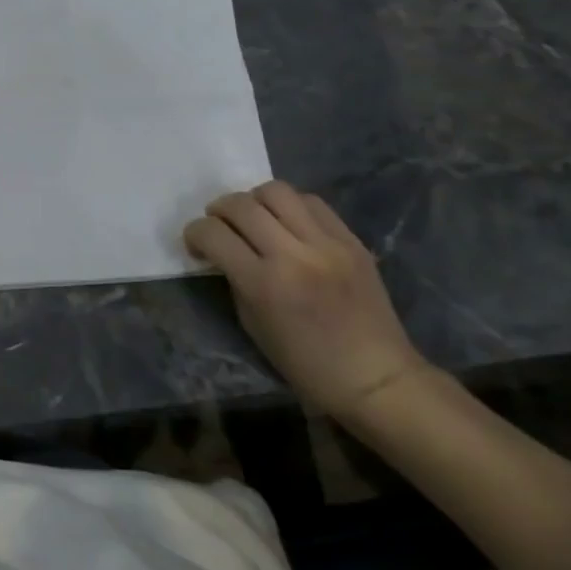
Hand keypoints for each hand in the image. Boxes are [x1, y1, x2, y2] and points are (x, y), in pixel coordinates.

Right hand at [184, 181, 426, 418]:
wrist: (376, 378)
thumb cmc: (305, 364)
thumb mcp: (252, 323)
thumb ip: (235, 279)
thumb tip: (222, 250)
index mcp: (263, 283)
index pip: (212, 233)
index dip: (194, 234)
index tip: (196, 245)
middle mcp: (294, 254)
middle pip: (240, 204)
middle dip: (218, 211)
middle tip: (219, 227)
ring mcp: (327, 244)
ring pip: (276, 191)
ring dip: (254, 201)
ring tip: (254, 219)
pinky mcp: (351, 240)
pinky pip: (311, 203)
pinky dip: (290, 207)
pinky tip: (288, 224)